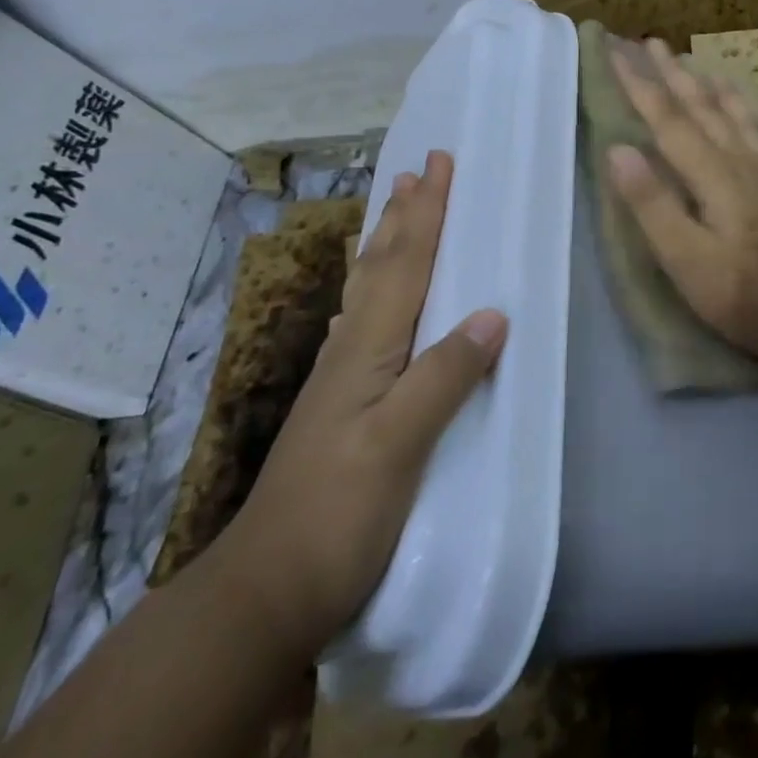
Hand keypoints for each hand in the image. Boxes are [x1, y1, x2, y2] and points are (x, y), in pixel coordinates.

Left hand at [206, 151, 506, 658]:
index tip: (439, 165)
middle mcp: (351, 353)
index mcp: (367, 351)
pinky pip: (367, 325)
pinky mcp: (344, 408)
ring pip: (369, 293)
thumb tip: (492, 314)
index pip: (404, 266)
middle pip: (381, 268)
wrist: (266, 592)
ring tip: (395, 214)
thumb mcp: (395, 445)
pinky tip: (371, 303)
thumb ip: (442, 376)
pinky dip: (376, 294)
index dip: (425, 214)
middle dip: (404, 216)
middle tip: (416, 172)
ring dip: (387, 247)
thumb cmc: (337, 514)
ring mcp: (342, 381)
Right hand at [606, 38, 757, 383]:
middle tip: (651, 43)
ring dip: (711, 85)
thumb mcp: (685, 260)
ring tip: (695, 62)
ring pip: (736, 115)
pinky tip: (749, 108)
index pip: (669, 120)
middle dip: (673, 74)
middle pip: (703, 108)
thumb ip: (652, 204)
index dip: (641, 86)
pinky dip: (751, 113)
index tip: (617, 52)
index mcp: (713, 175)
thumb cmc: (740, 295)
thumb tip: (619, 149)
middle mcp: (742, 161)